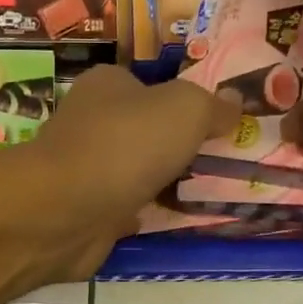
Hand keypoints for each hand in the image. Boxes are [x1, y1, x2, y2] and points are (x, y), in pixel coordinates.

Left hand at [28, 66, 238, 276]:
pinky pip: (126, 207)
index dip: (182, 100)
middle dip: (176, 145)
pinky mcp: (84, 211)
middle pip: (143, 129)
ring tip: (208, 192)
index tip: (217, 122)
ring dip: (163, 181)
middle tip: (220, 160)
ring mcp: (84, 169)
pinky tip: (175, 219)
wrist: (66, 211)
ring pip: (135, 171)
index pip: (149, 84)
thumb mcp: (186, 110)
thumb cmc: (126, 144)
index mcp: (106, 84)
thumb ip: (213, 106)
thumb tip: (236, 102)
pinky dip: (146, 213)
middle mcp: (90, 122)